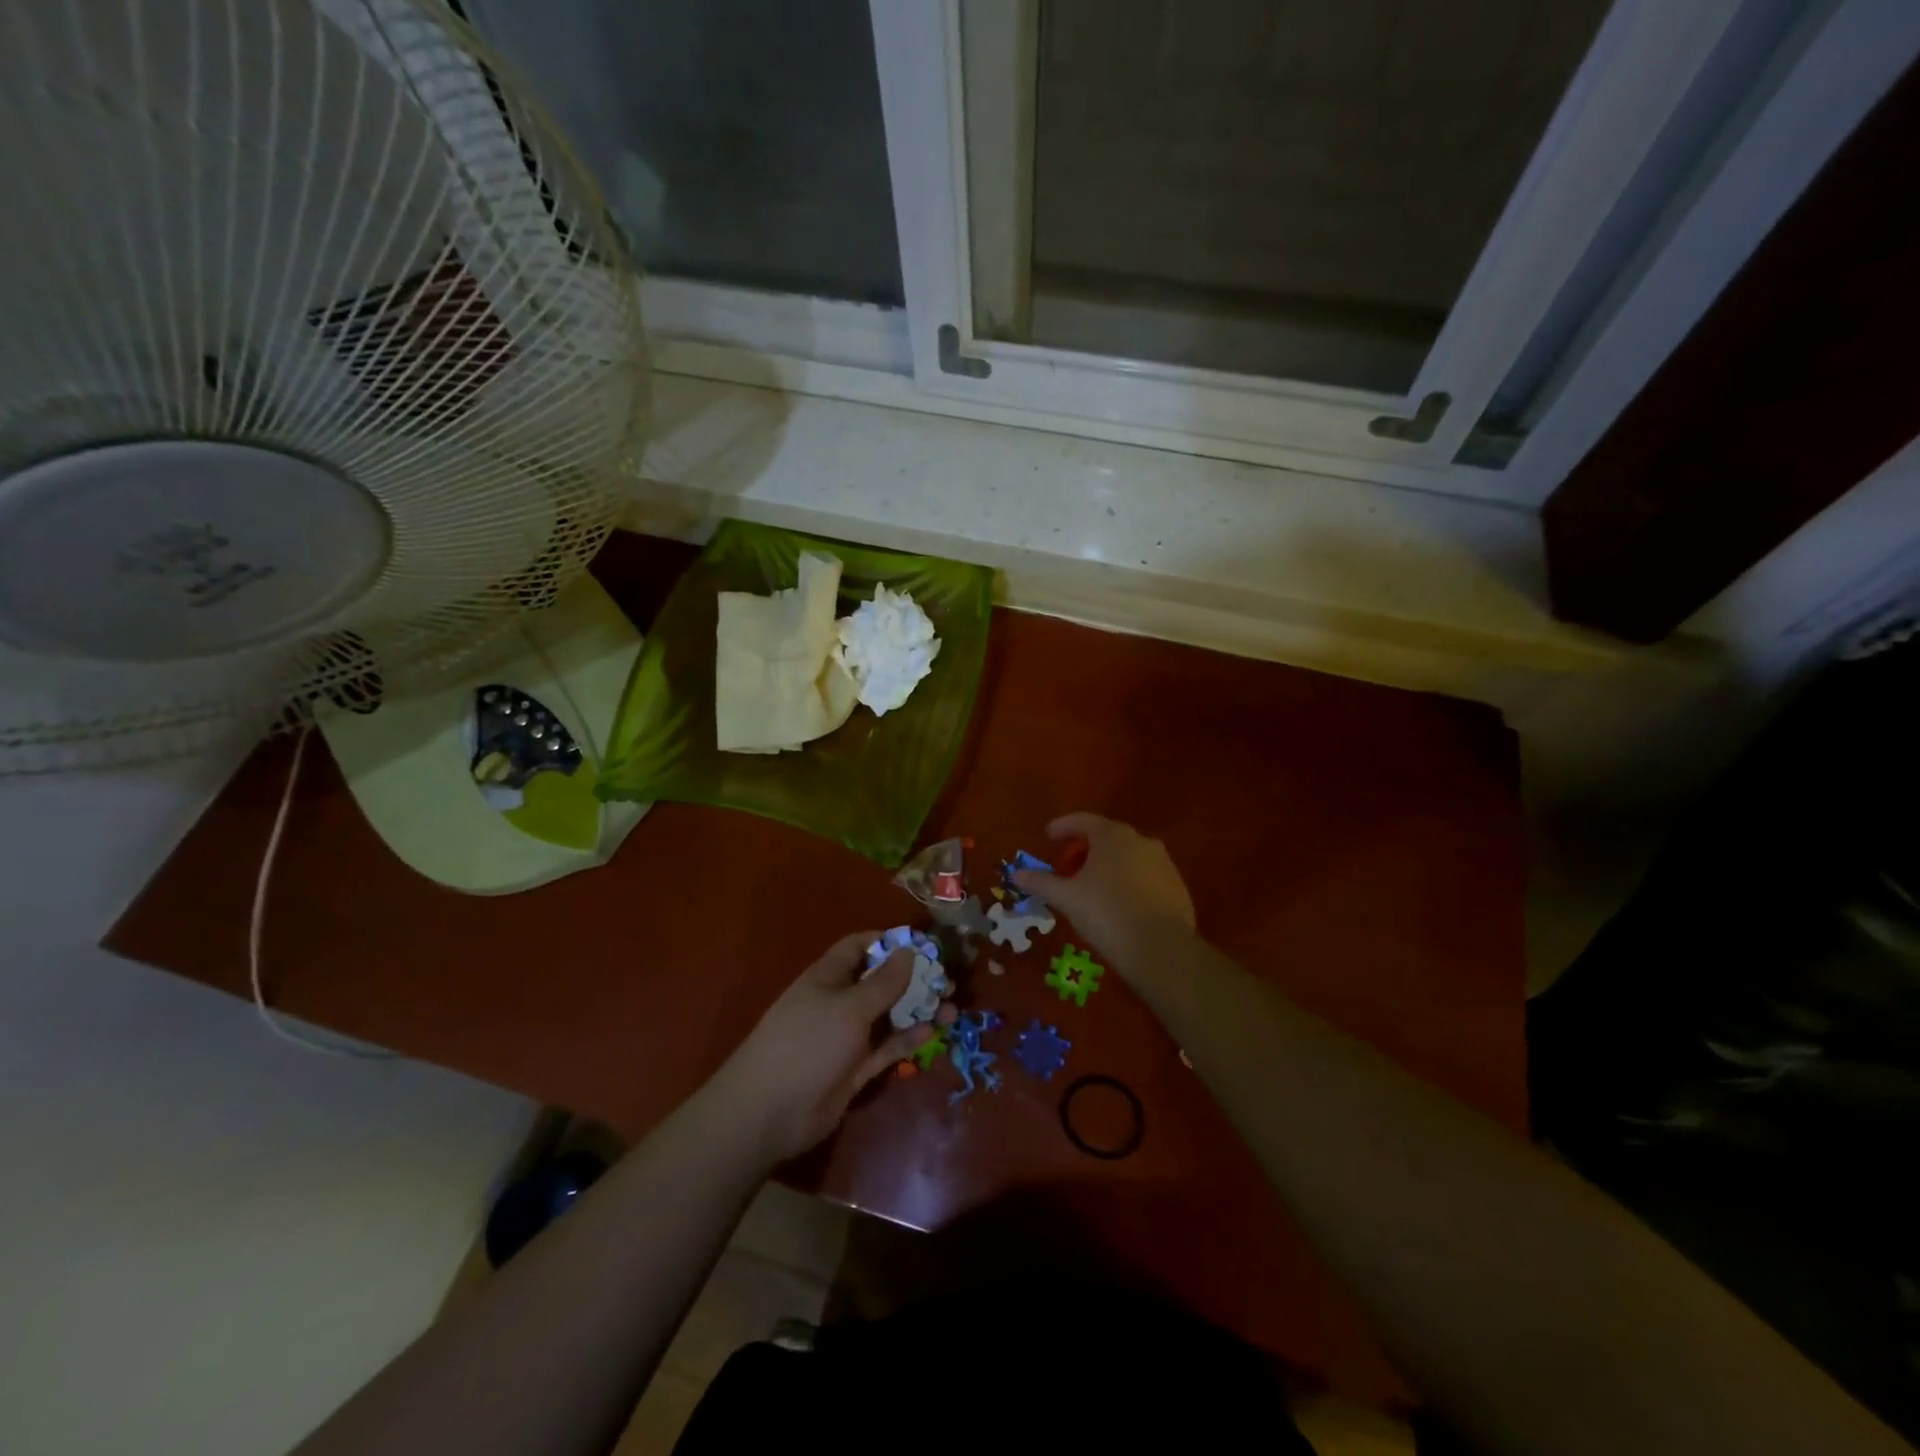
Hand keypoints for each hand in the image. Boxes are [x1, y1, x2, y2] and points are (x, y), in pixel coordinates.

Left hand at [711, 931, 942, 1162]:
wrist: (770, 1111)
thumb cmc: (808, 1043)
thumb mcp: (849, 1007)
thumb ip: (883, 982)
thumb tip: (908, 951)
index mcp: (828, 977)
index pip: (859, 947)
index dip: (887, 941)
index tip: (922, 944)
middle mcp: (838, 1002)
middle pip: (880, 982)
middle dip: (913, 980)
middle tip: (947, 981)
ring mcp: (847, 1037)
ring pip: (888, 1016)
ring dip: (918, 1011)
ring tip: (952, 1009)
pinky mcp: (855, 1069)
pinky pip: (886, 1047)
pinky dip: (908, 1040)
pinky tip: (932, 1033)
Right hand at [1012, 813, 1195, 962]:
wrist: (1160, 948)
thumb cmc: (1106, 912)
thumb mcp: (1066, 897)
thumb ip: (1041, 882)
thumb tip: (1016, 874)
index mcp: (1113, 836)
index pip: (1083, 821)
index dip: (1063, 826)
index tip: (1048, 836)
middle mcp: (1141, 841)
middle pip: (1107, 838)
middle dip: (1085, 850)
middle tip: (1068, 869)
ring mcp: (1164, 864)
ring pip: (1128, 858)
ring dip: (1108, 867)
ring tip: (1092, 889)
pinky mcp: (1177, 887)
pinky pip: (1145, 878)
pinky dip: (1128, 883)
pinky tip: (1119, 906)